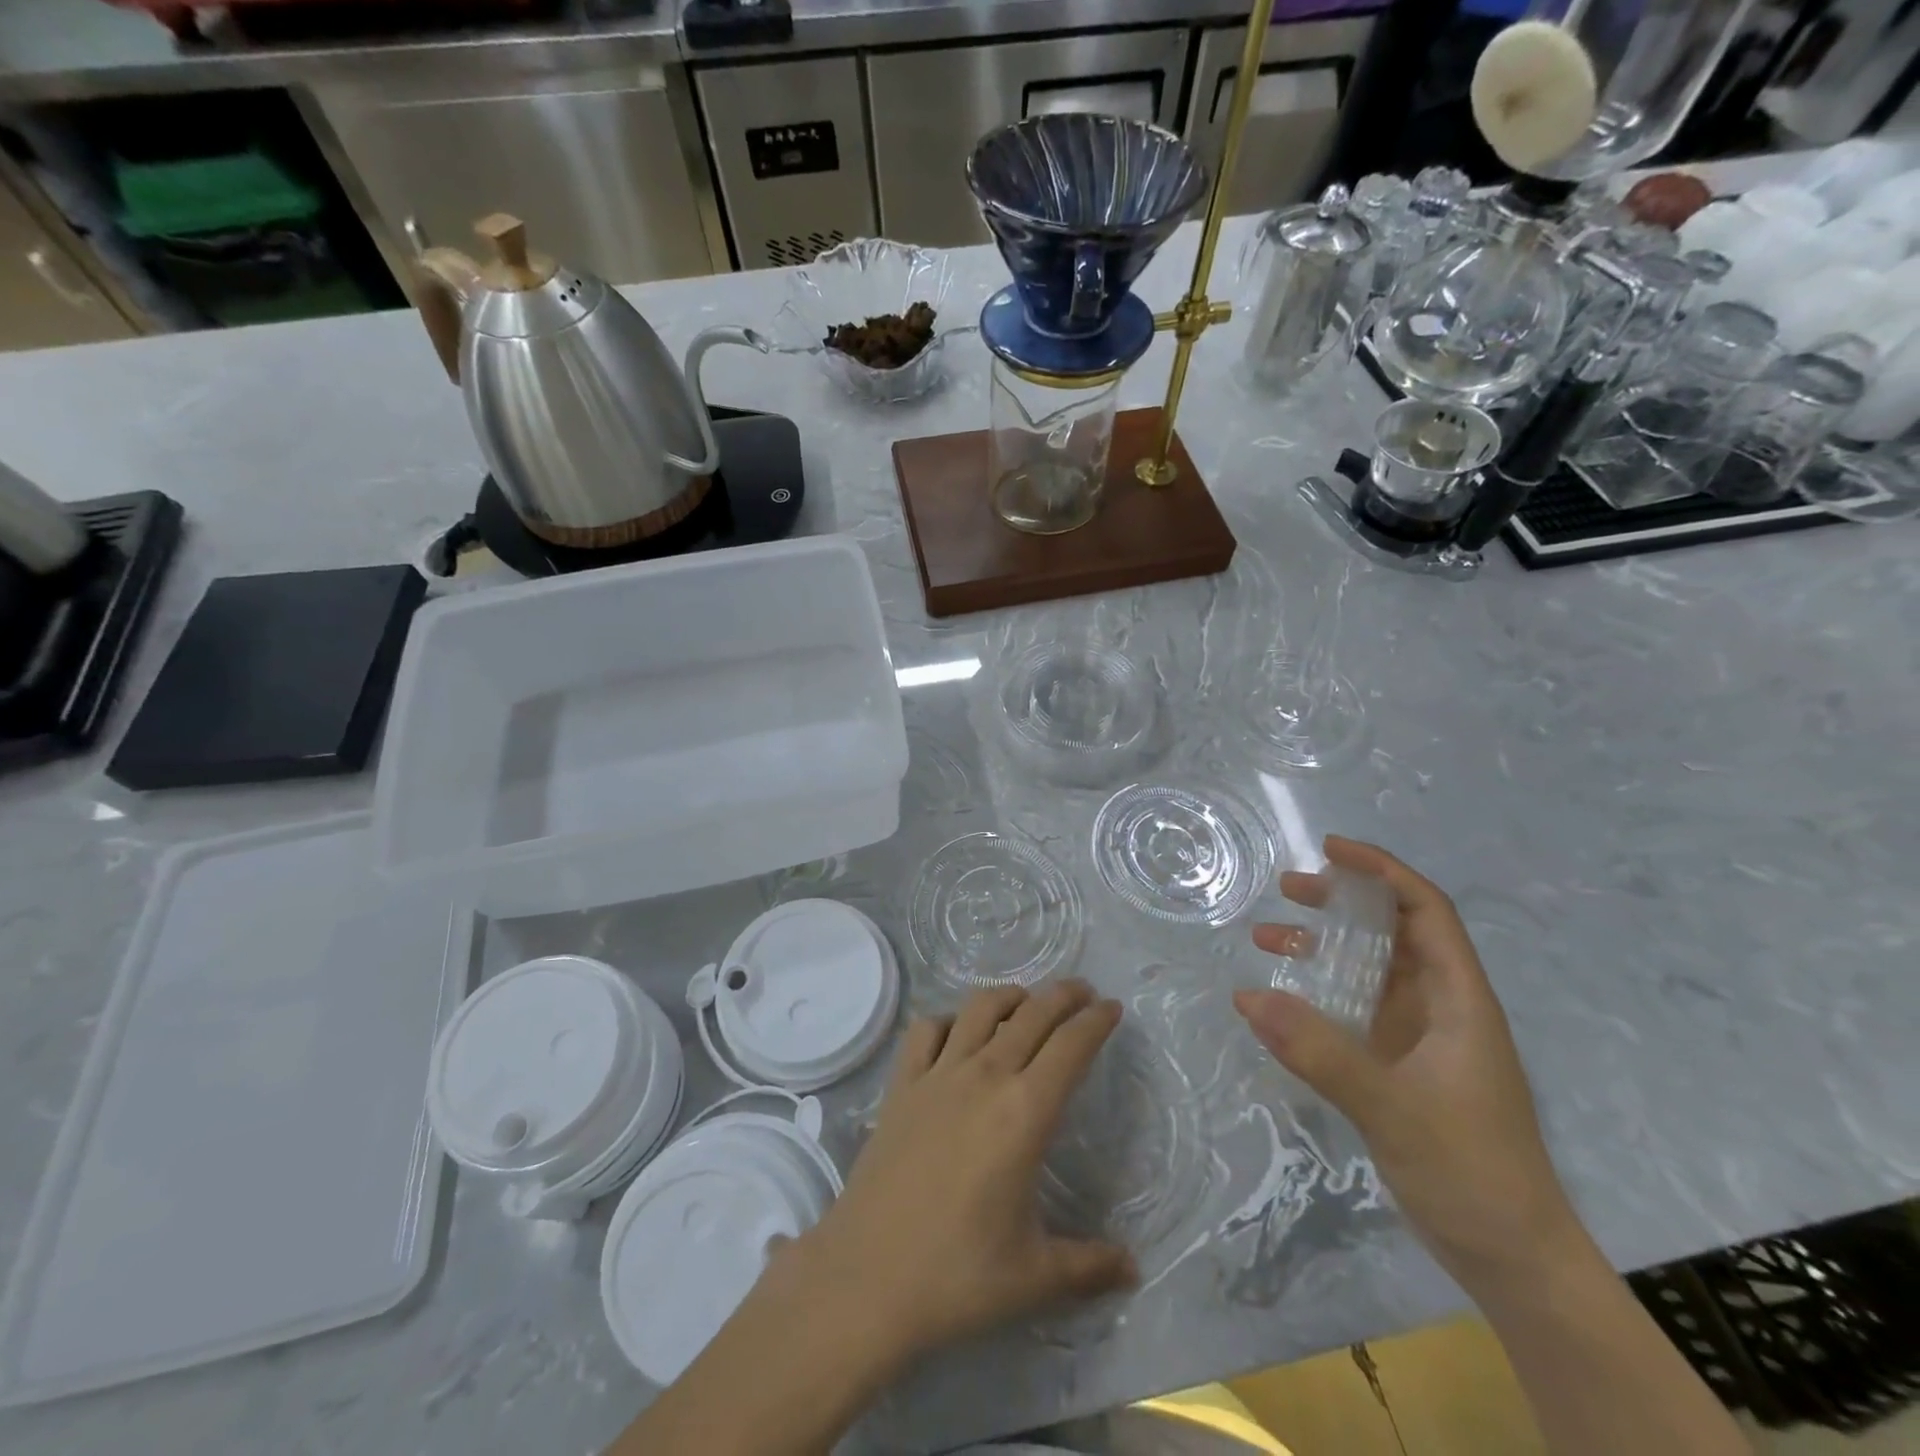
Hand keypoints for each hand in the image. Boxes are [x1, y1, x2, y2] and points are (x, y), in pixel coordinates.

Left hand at [784, 980, 1136, 1365]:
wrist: (866, 1278)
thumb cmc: (957, 1276)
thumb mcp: (1035, 1276)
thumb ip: (1090, 1266)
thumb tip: (1132, 1268)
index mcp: (1025, 1112)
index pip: (1070, 1047)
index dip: (1096, 1021)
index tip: (1113, 1007)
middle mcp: (984, 1077)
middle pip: (1031, 1015)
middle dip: (1063, 996)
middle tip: (1083, 992)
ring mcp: (938, 1075)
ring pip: (980, 1009)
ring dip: (1010, 996)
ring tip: (1027, 1001)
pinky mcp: (901, 1085)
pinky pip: (926, 1030)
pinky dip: (950, 1020)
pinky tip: (958, 1033)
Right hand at [1236, 836, 1582, 1291]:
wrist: (1513, 1259)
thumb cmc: (1471, 1172)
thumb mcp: (1392, 1108)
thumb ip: (1320, 1052)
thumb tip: (1247, 997)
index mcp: (1459, 1000)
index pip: (1426, 912)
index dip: (1383, 872)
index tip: (1331, 850)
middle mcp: (1442, 1008)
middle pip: (1394, 932)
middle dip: (1343, 902)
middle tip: (1288, 889)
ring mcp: (1421, 1039)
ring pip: (1370, 971)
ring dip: (1324, 947)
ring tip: (1267, 939)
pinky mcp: (1401, 1067)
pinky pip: (1355, 1011)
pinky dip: (1319, 994)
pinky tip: (1281, 1004)